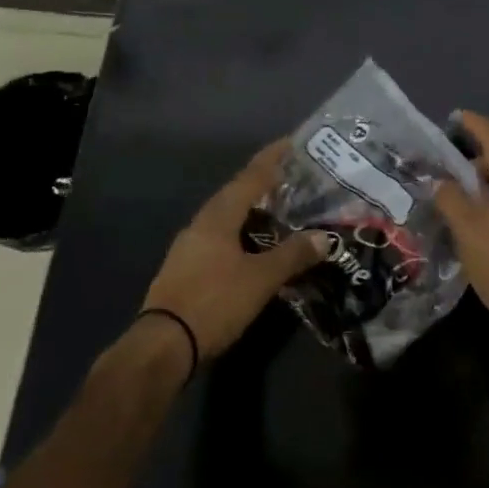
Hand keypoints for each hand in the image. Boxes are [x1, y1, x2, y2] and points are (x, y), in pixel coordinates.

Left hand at [142, 140, 327, 359]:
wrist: (163, 345)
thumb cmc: (214, 302)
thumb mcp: (261, 279)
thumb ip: (293, 255)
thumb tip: (325, 237)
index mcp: (219, 215)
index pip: (250, 177)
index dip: (272, 159)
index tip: (290, 142)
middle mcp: (202, 222)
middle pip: (236, 193)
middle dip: (262, 184)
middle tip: (291, 178)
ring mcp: (189, 245)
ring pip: (226, 216)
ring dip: (251, 210)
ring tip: (277, 210)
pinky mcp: (186, 267)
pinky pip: (219, 237)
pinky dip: (240, 232)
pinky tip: (253, 246)